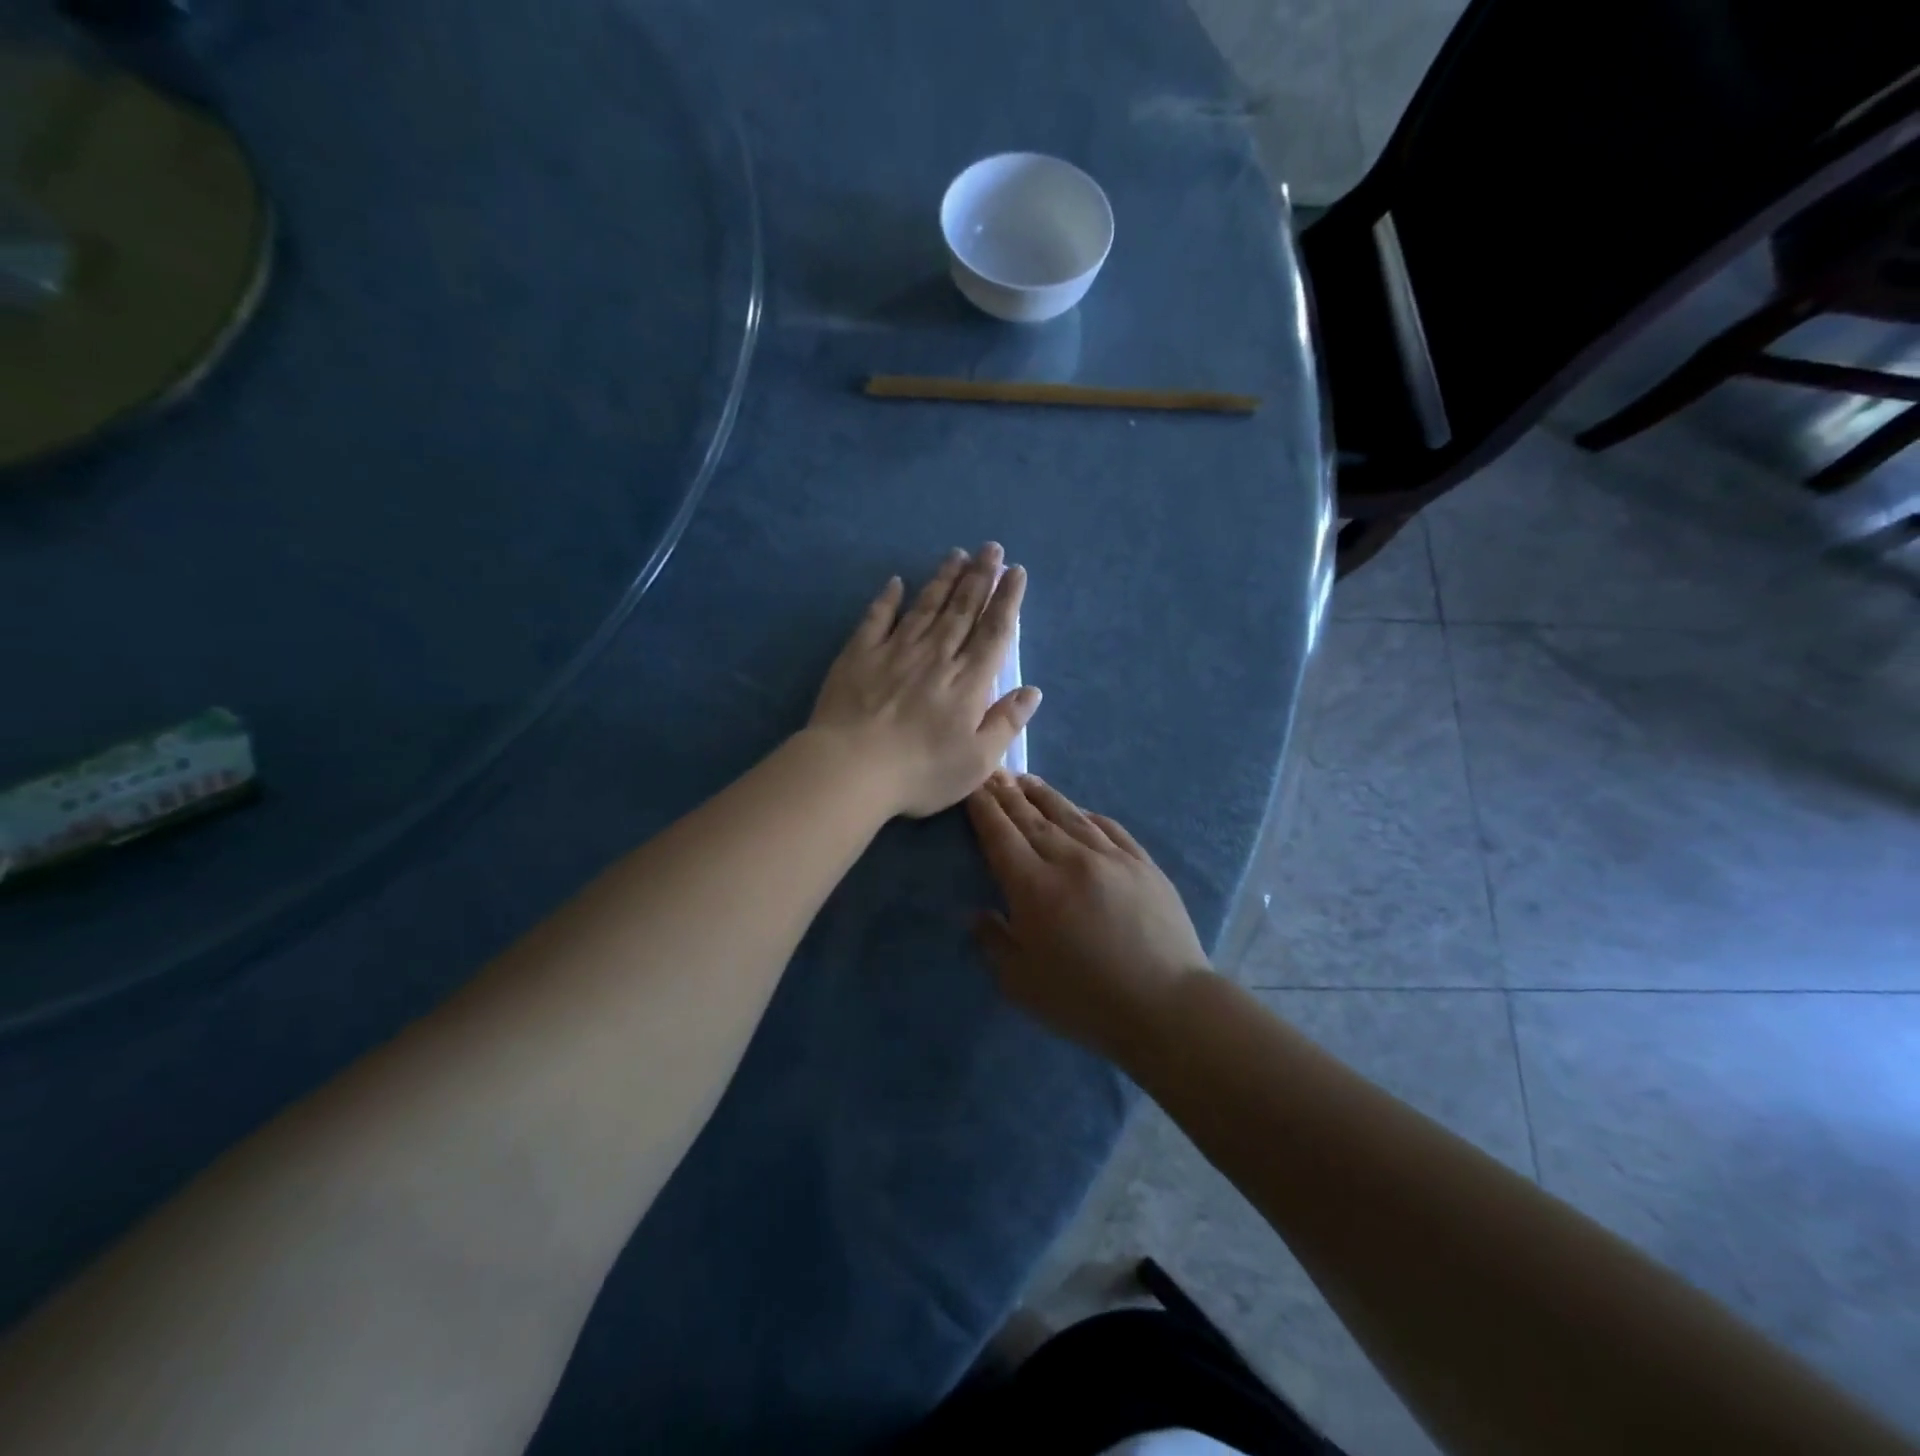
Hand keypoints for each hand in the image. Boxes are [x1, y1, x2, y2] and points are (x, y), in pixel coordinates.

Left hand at [810, 544, 1039, 818]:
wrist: (851, 768)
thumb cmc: (920, 772)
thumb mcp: (977, 761)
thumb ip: (1006, 723)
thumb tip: (1032, 691)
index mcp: (968, 682)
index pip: (994, 632)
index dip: (1008, 600)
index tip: (1016, 572)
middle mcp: (936, 656)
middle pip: (962, 610)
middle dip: (980, 577)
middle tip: (991, 548)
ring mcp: (895, 651)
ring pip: (926, 606)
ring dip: (943, 579)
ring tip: (958, 554)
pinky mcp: (859, 655)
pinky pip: (877, 618)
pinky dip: (887, 598)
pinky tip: (896, 582)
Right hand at [966, 772, 1208, 1064]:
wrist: (1165, 1006)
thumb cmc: (1085, 1001)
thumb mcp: (1021, 984)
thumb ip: (994, 943)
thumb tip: (978, 914)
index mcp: (1034, 887)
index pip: (1000, 835)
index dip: (983, 809)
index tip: (972, 788)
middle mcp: (1070, 860)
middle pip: (1031, 818)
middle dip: (1006, 794)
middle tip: (992, 774)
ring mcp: (1111, 857)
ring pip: (1069, 815)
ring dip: (1043, 795)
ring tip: (1025, 780)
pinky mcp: (1142, 863)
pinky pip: (1109, 828)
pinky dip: (1088, 814)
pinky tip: (1079, 810)